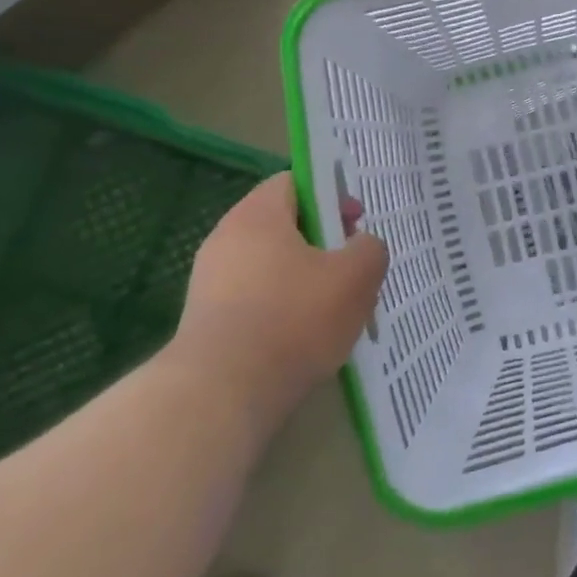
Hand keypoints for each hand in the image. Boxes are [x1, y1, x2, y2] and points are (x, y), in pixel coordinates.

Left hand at [170, 173, 387, 433]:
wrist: (221, 393)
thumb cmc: (295, 317)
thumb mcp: (358, 275)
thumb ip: (370, 248)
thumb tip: (361, 246)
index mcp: (258, 215)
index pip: (294, 182)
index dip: (331, 195)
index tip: (356, 223)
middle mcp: (225, 240)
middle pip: (283, 226)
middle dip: (323, 243)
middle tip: (352, 268)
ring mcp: (209, 283)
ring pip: (272, 267)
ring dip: (306, 280)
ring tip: (336, 310)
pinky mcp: (206, 323)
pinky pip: (256, 301)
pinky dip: (283, 311)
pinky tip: (306, 339)